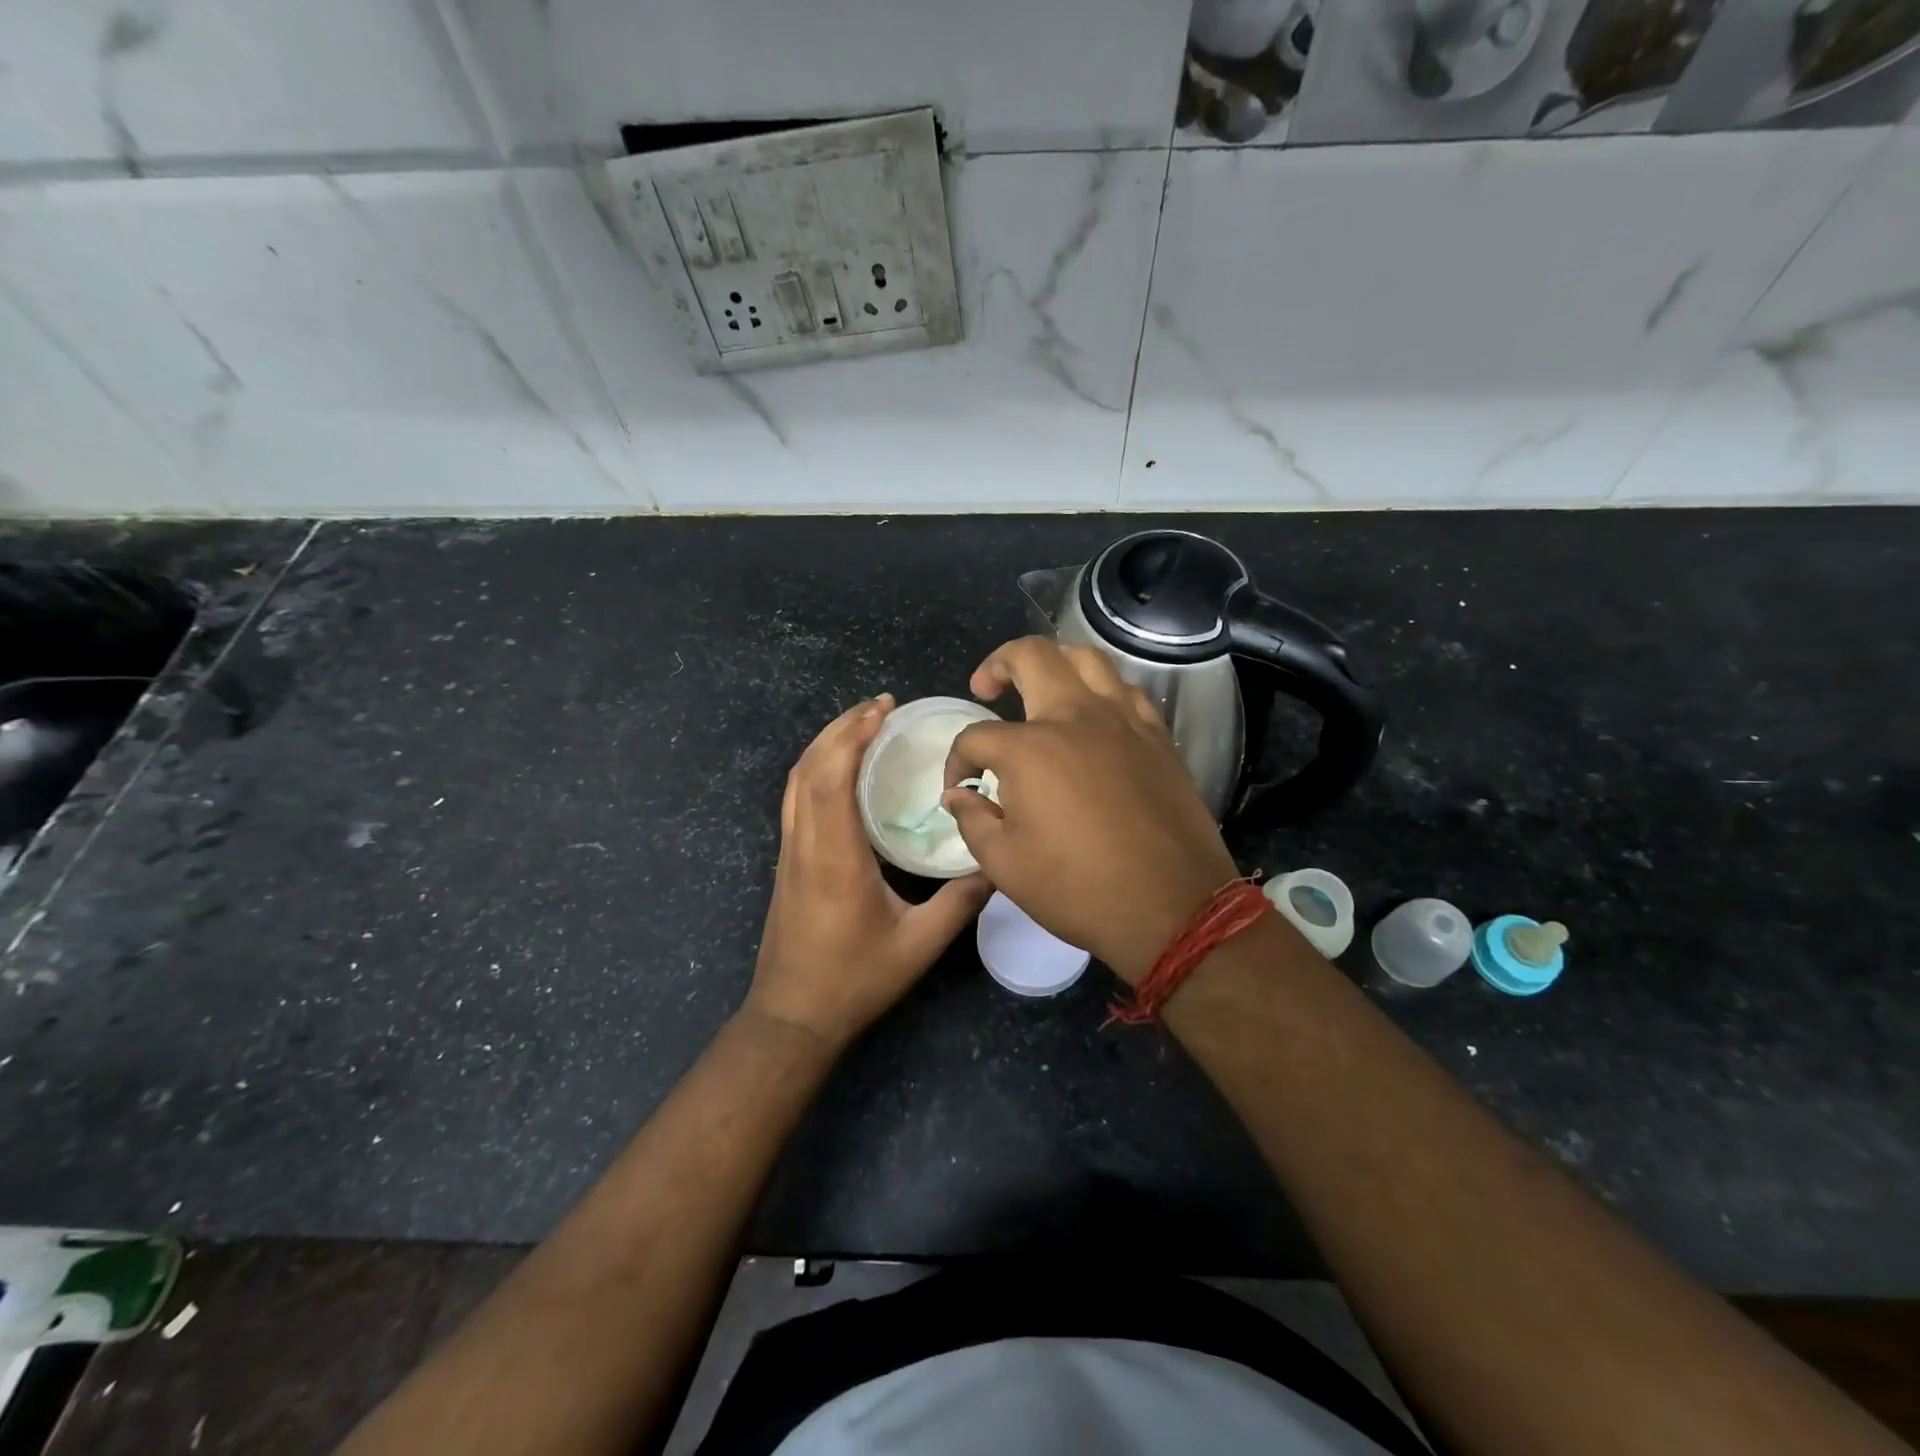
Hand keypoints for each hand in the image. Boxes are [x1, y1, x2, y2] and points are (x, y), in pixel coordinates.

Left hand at [746, 694, 991, 1048]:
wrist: (792, 1017)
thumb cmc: (854, 980)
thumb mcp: (919, 946)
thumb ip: (960, 902)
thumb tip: (996, 863)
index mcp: (834, 857)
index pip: (831, 778)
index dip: (853, 736)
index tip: (882, 710)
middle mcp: (804, 844)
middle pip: (808, 768)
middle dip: (840, 728)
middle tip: (879, 707)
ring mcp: (789, 852)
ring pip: (795, 781)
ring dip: (824, 745)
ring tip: (861, 726)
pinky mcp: (786, 862)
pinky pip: (794, 798)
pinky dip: (815, 768)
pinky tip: (841, 770)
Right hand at [941, 638, 1238, 984]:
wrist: (1171, 908)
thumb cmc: (1079, 889)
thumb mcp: (1004, 864)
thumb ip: (972, 820)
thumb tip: (958, 796)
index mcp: (1030, 749)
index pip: (976, 737)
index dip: (957, 762)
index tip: (960, 790)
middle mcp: (1076, 717)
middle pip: (1032, 656)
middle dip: (998, 663)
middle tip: (986, 688)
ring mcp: (1123, 721)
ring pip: (1087, 659)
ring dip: (1055, 663)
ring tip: (1042, 688)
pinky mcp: (1158, 736)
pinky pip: (1126, 692)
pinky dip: (1102, 692)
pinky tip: (1095, 718)